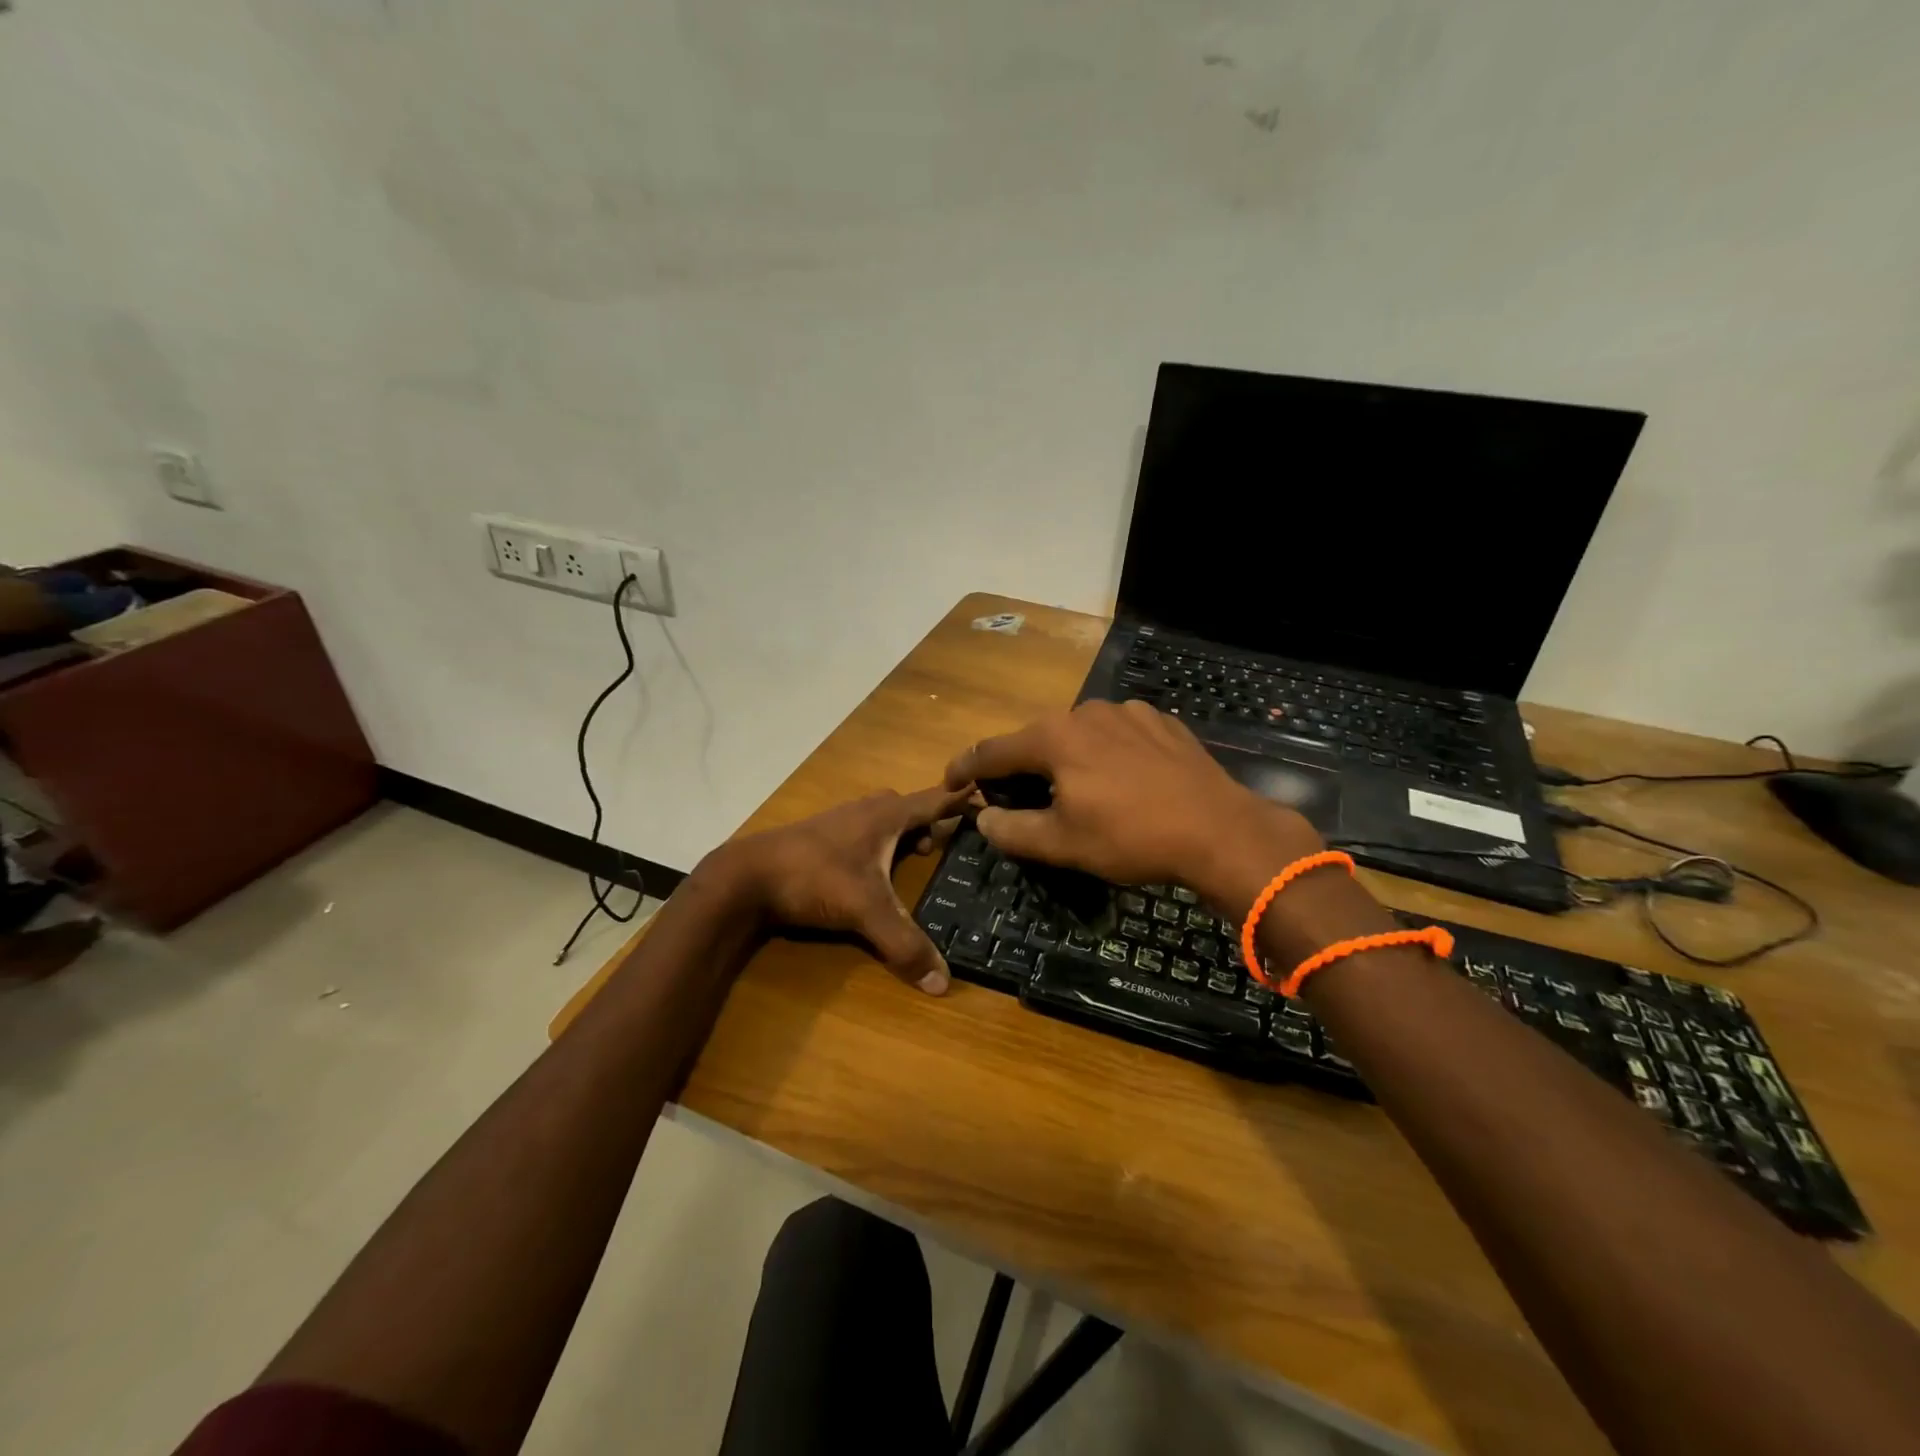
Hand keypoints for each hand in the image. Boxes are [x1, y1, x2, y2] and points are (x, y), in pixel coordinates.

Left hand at [705, 785, 972, 994]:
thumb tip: (943, 983)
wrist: (746, 875)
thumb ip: (904, 944)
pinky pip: (862, 831)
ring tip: (915, 858)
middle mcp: (866, 809)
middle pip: (909, 806)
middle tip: (949, 844)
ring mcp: (840, 820)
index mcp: (887, 815)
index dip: (965, 800)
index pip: (937, 799)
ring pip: (883, 818)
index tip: (992, 798)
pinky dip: (877, 843)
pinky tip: (871, 870)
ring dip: (903, 832)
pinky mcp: (819, 835)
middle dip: (932, 820)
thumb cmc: (814, 877)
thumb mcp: (865, 910)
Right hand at [945, 700, 1323, 918]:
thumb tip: (984, 818)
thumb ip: (1013, 830)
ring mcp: (1127, 712)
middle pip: (1036, 740)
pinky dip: (1106, 755)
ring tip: (1076, 792)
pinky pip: (1118, 736)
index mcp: (1053, 738)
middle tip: (1016, 799)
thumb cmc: (1131, 837)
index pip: (992, 751)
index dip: (965, 768)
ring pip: (1079, 735)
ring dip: (1066, 760)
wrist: (1219, 829)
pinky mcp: (1161, 723)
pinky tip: (1123, 782)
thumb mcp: (1062, 844)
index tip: (949, 782)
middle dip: (1020, 768)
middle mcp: (1085, 712)